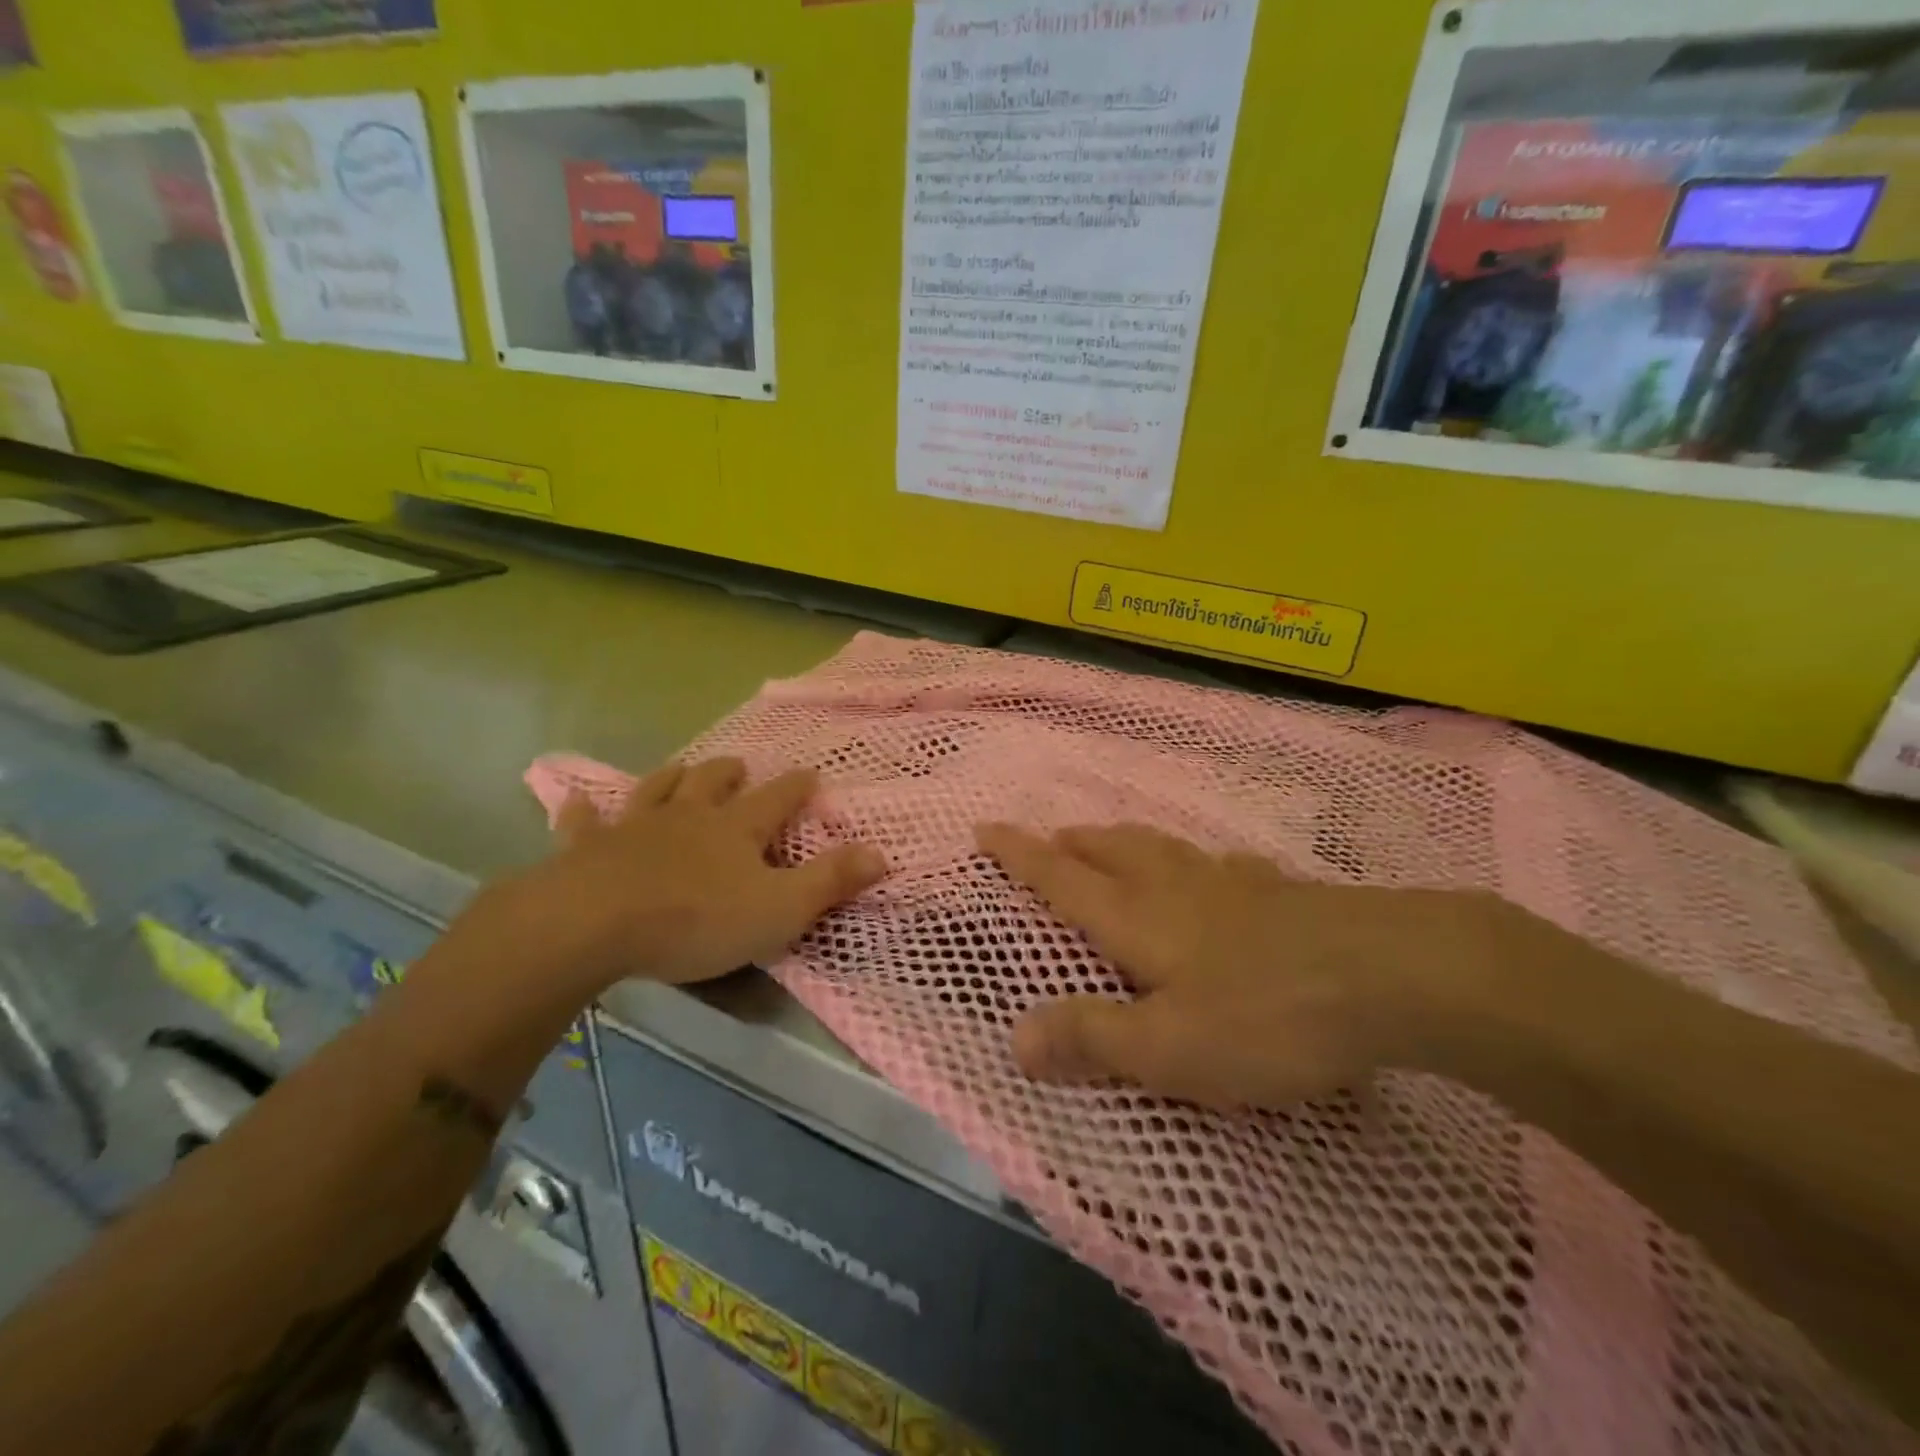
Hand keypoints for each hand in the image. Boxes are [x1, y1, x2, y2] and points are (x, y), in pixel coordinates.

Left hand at [481, 758, 885, 994]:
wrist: (595, 923)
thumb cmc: (697, 919)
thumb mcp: (780, 908)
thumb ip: (830, 881)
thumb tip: (881, 853)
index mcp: (736, 828)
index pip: (777, 799)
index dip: (797, 787)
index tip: (811, 774)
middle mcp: (688, 816)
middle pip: (713, 783)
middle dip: (729, 773)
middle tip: (738, 766)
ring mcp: (635, 827)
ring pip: (657, 790)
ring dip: (672, 777)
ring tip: (681, 768)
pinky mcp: (588, 848)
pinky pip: (584, 822)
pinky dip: (584, 810)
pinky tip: (578, 800)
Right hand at [977, 823, 1518, 1107]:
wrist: (1392, 975)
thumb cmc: (1266, 1016)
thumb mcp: (1168, 1049)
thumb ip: (1092, 1039)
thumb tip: (1014, 1039)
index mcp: (1136, 918)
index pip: (1059, 878)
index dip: (1018, 854)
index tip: (986, 826)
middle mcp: (1174, 887)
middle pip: (1110, 850)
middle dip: (1071, 842)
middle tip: (1050, 837)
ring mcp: (1230, 882)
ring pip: (1161, 848)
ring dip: (1124, 841)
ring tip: (1111, 841)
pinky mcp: (1279, 892)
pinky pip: (1219, 864)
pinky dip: (1195, 861)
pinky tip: (1215, 871)